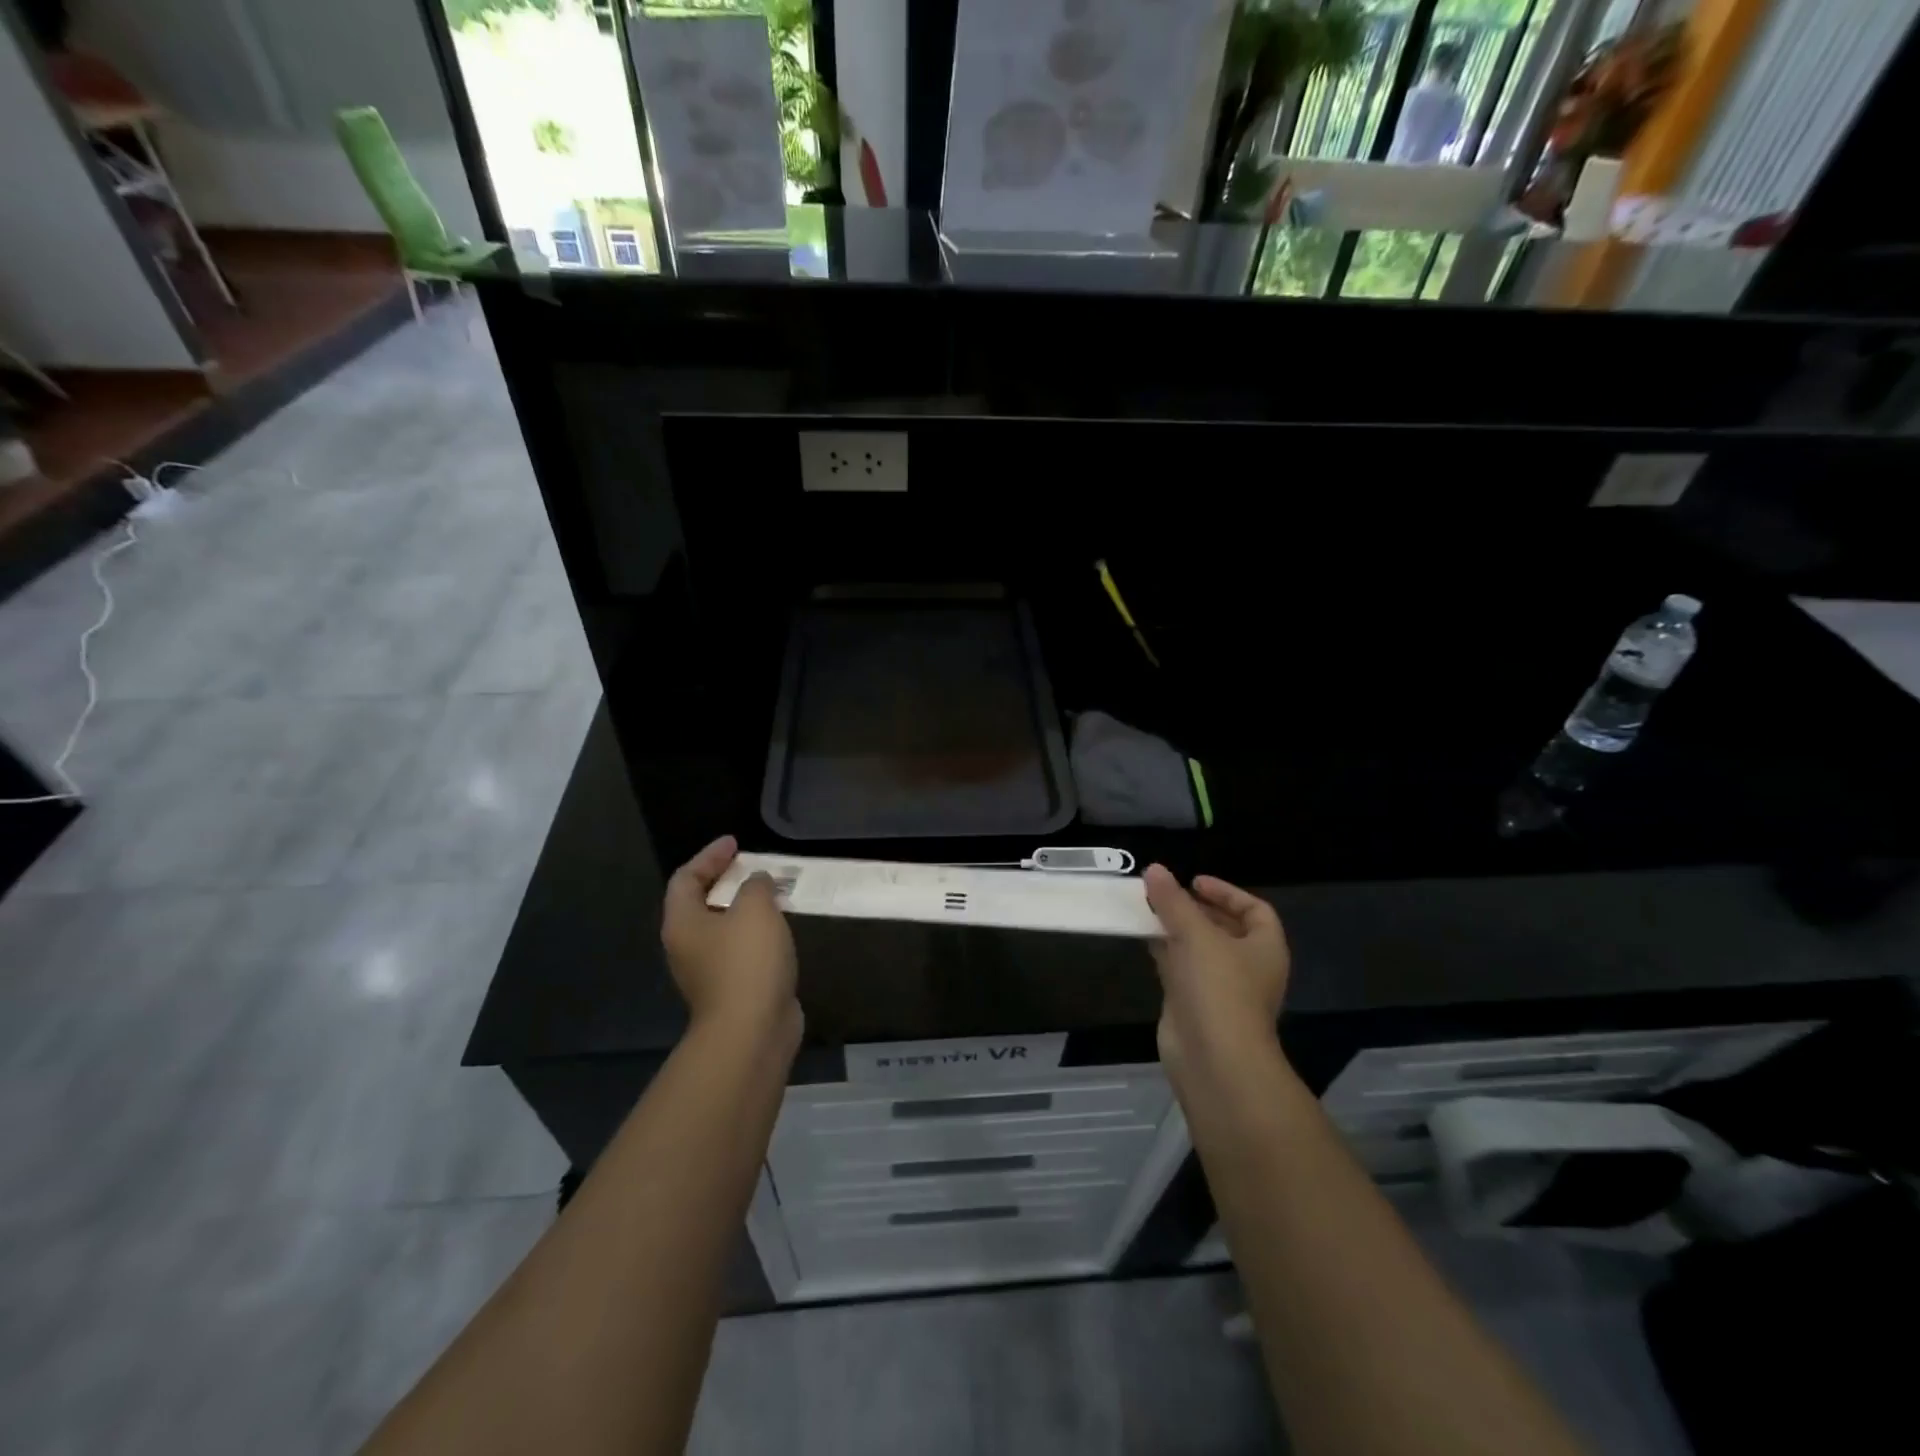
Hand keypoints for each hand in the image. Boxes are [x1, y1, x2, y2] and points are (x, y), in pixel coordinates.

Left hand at [662, 835, 798, 1036]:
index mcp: (683, 922)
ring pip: (723, 928)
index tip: (735, 842)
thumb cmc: (747, 961)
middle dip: (727, 881)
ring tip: (773, 893)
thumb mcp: (755, 909)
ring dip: (745, 908)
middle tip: (754, 866)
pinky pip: (741, 949)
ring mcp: (708, 971)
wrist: (752, 1030)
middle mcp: (688, 945)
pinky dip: (757, 933)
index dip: (709, 856)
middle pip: (701, 903)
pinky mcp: (732, 988)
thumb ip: (756, 885)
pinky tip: (780, 929)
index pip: (686, 877)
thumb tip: (756, 881)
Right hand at [1143, 865, 1289, 1067]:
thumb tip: (1154, 869)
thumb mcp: (1196, 934)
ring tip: (1147, 909)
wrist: (1214, 1060)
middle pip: (1224, 928)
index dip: (1226, 892)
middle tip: (1165, 894)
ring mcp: (1220, 988)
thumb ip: (1173, 900)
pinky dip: (1163, 951)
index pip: (1254, 910)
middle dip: (1195, 909)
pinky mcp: (1194, 1004)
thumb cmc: (1219, 989)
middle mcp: (1247, 966)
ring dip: (1175, 928)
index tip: (1193, 882)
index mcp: (1265, 948)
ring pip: (1198, 948)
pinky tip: (1142, 937)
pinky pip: (1179, 968)